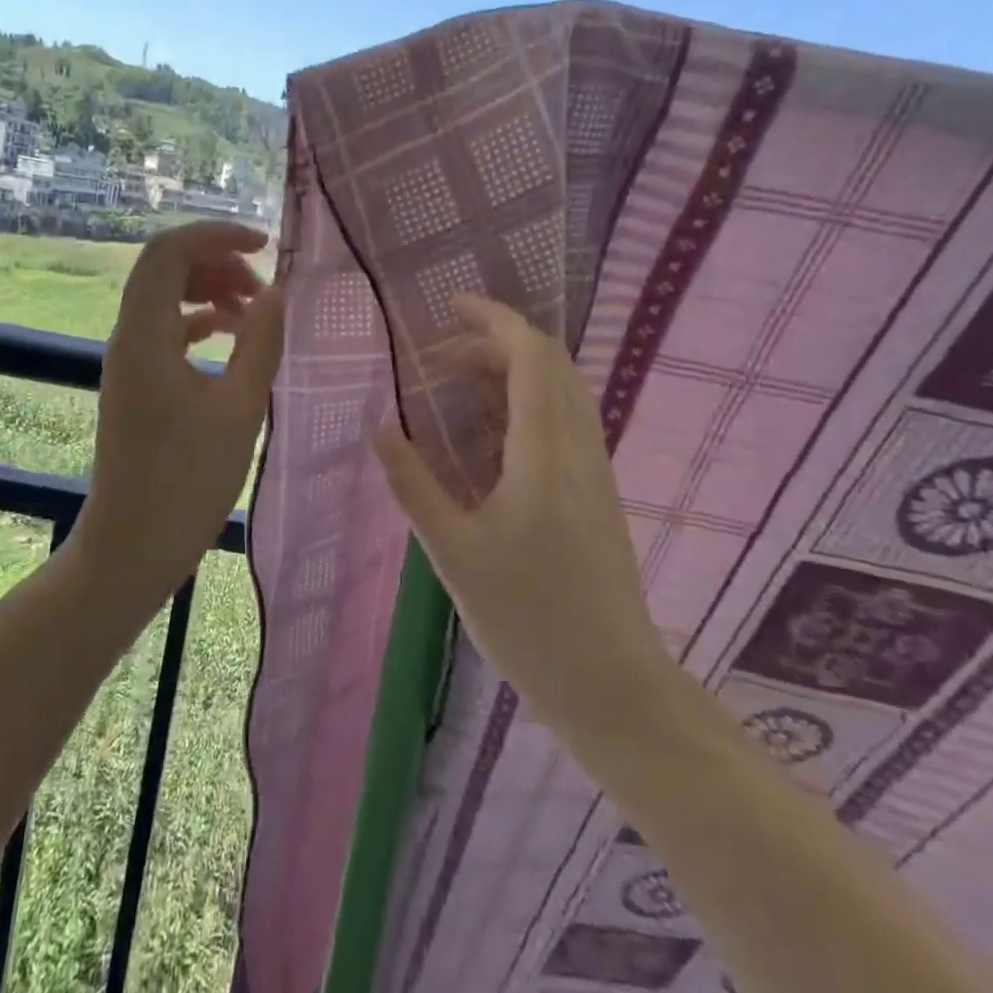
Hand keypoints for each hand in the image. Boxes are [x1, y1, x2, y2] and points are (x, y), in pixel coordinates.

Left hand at [76, 220, 284, 602]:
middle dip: (217, 262)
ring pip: (166, 297)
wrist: (132, 545)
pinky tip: (230, 335)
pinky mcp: (137, 381)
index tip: (266, 245)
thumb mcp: (239, 409)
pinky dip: (199, 320)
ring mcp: (128, 360)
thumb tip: (276, 292)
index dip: (217, 235)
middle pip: (166, 267)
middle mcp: (128, 336)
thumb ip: (260, 343)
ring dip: (210, 290)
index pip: (170, 251)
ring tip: (253, 311)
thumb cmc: (188, 482)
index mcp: (145, 334)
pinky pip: (166, 328)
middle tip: (263, 288)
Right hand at [375, 296, 670, 735]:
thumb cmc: (529, 620)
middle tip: (440, 356)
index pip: (530, 355)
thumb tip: (379, 427)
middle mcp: (578, 446)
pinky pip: (564, 418)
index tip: (450, 307)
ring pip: (561, 389)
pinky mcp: (597, 490)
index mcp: (544, 453)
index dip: (493, 319)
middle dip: (495, 342)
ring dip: (512, 370)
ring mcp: (594, 468)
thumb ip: (414, 484)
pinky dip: (526, 400)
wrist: (613, 685)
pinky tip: (490, 432)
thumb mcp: (454, 552)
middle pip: (549, 363)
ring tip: (457, 384)